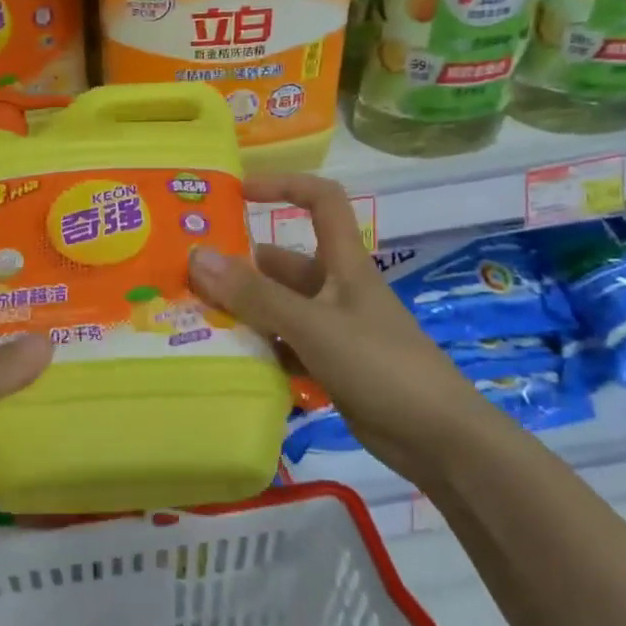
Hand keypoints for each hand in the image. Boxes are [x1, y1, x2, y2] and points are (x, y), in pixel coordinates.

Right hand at [186, 173, 492, 487]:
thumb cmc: (379, 365)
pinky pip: (284, 348)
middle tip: (188, 279)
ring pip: (279, 310)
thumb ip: (255, 295)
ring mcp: (333, 331)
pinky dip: (259, 351)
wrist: (437, 438)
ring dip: (244, 313)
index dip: (284, 186)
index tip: (238, 193)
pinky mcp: (330, 367)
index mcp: (344, 264)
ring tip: (195, 320)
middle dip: (240, 268)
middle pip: (284, 266)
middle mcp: (336, 290)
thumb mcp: (313, 325)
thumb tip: (197, 257)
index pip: (321, 202)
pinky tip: (228, 361)